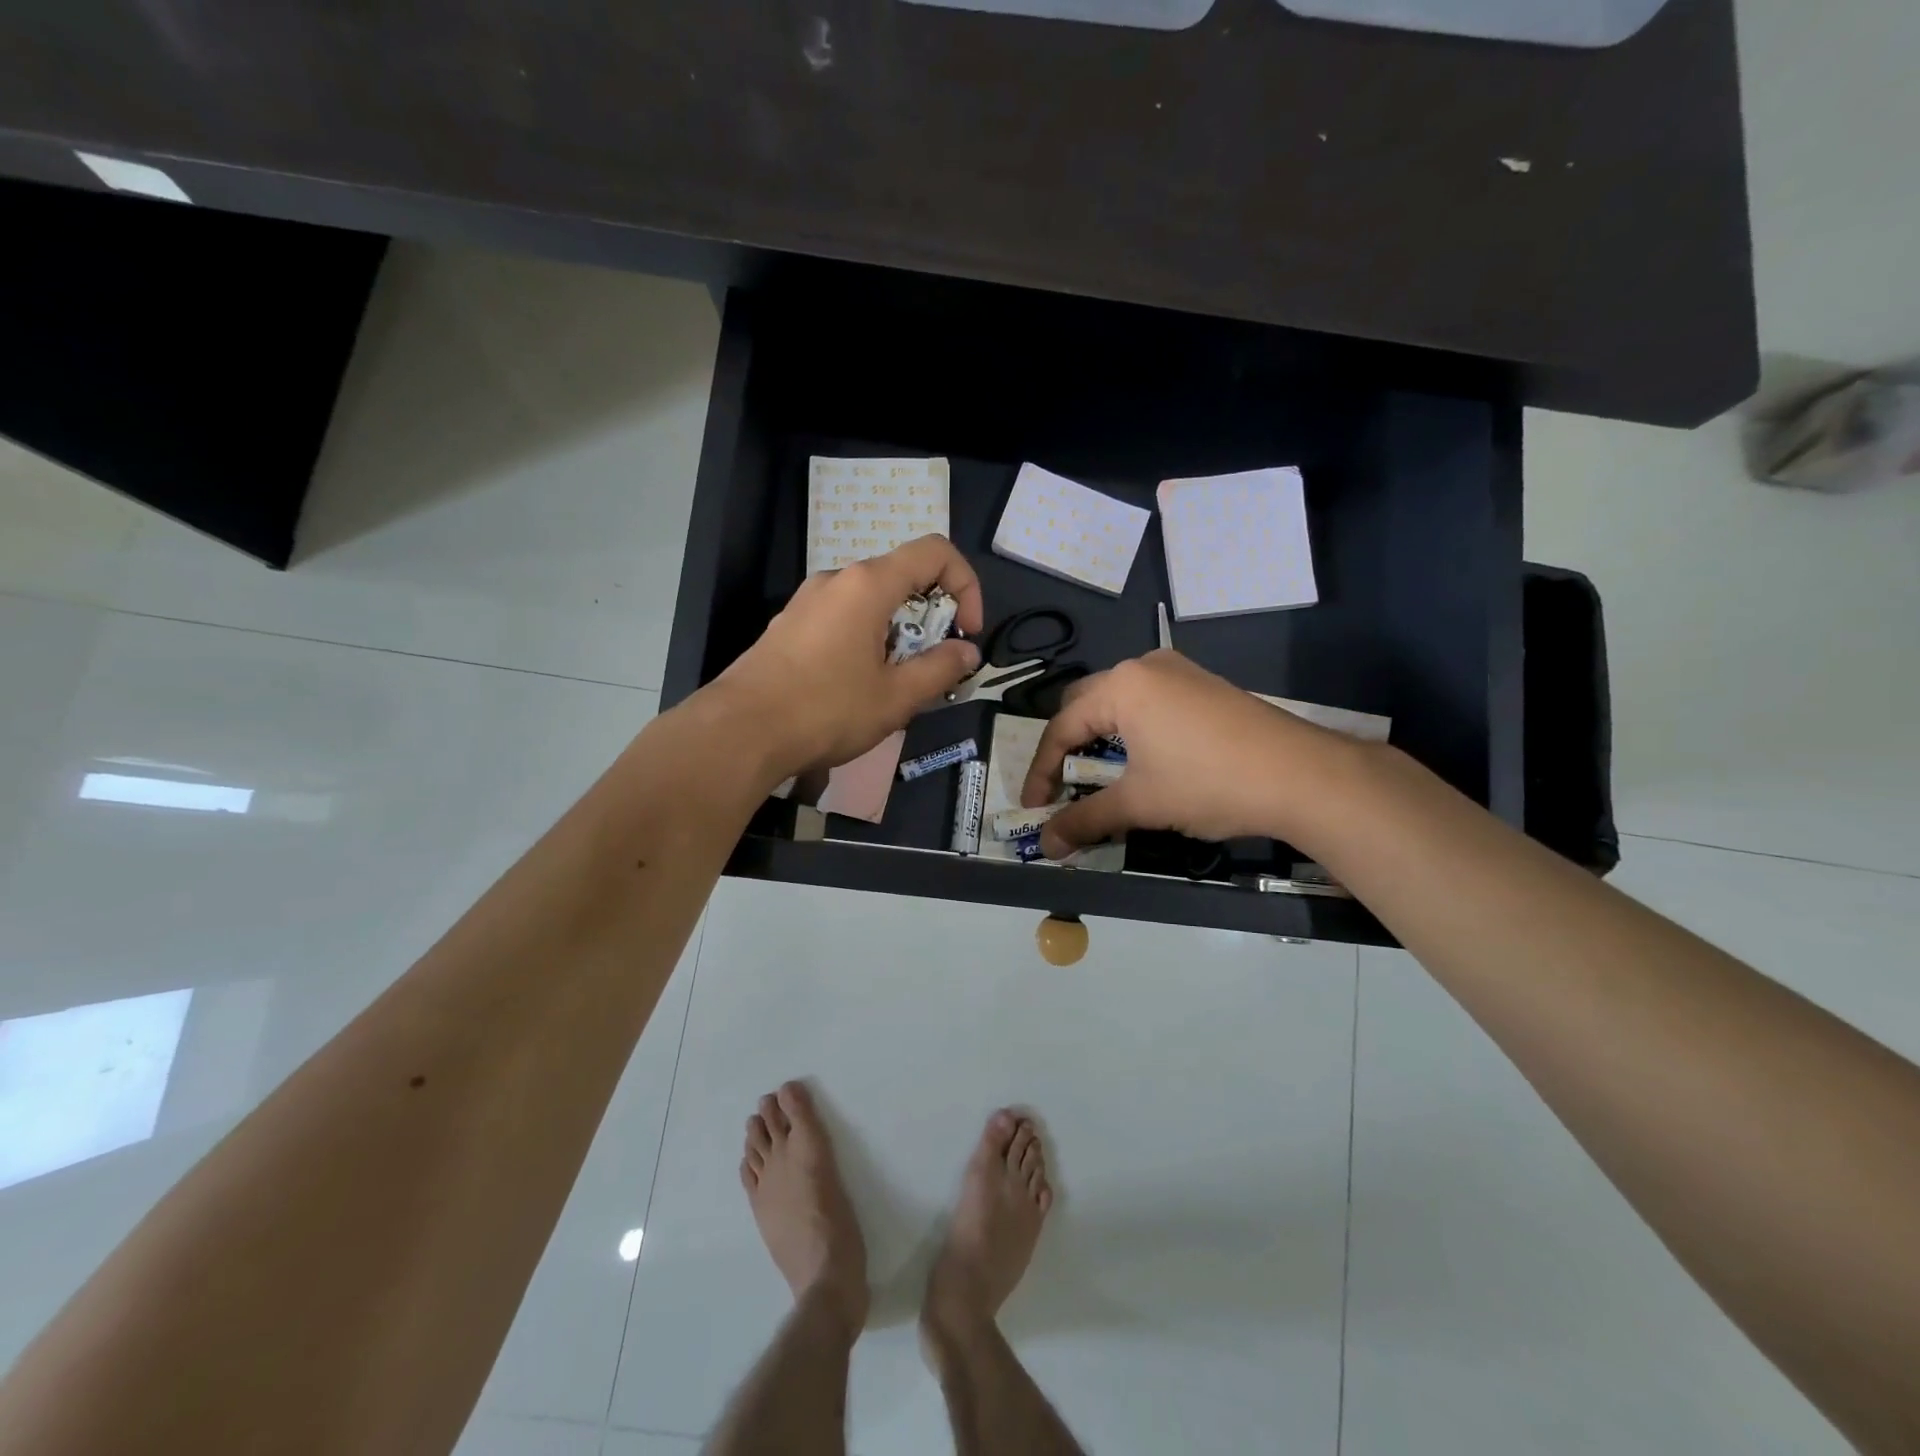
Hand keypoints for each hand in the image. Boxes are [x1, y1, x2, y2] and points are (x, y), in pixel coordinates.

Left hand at [712, 535, 984, 781]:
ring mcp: (808, 601)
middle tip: (932, 668)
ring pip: (872, 602)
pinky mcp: (790, 625)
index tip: (966, 633)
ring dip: (899, 633)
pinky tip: (858, 687)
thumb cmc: (826, 710)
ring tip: (896, 684)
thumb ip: (940, 669)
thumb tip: (967, 652)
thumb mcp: (896, 697)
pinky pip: (843, 619)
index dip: (965, 585)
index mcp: (868, 584)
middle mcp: (837, 580)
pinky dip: (867, 640)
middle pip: (902, 577)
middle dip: (932, 618)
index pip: (935, 552)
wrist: (740, 733)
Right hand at [1020, 650, 1354, 857]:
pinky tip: (1143, 762)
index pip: (1061, 728)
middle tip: (1063, 788)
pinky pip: (1150, 703)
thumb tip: (1047, 847)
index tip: (1035, 808)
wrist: (1303, 776)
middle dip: (1068, 749)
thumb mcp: (1140, 804)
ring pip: (1119, 703)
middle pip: (1085, 706)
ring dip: (1101, 740)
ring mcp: (1179, 672)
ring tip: (1101, 778)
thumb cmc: (1208, 783)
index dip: (1041, 772)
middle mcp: (1145, 666)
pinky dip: (1133, 732)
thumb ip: (1086, 821)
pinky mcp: (1203, 686)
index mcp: (1122, 685)